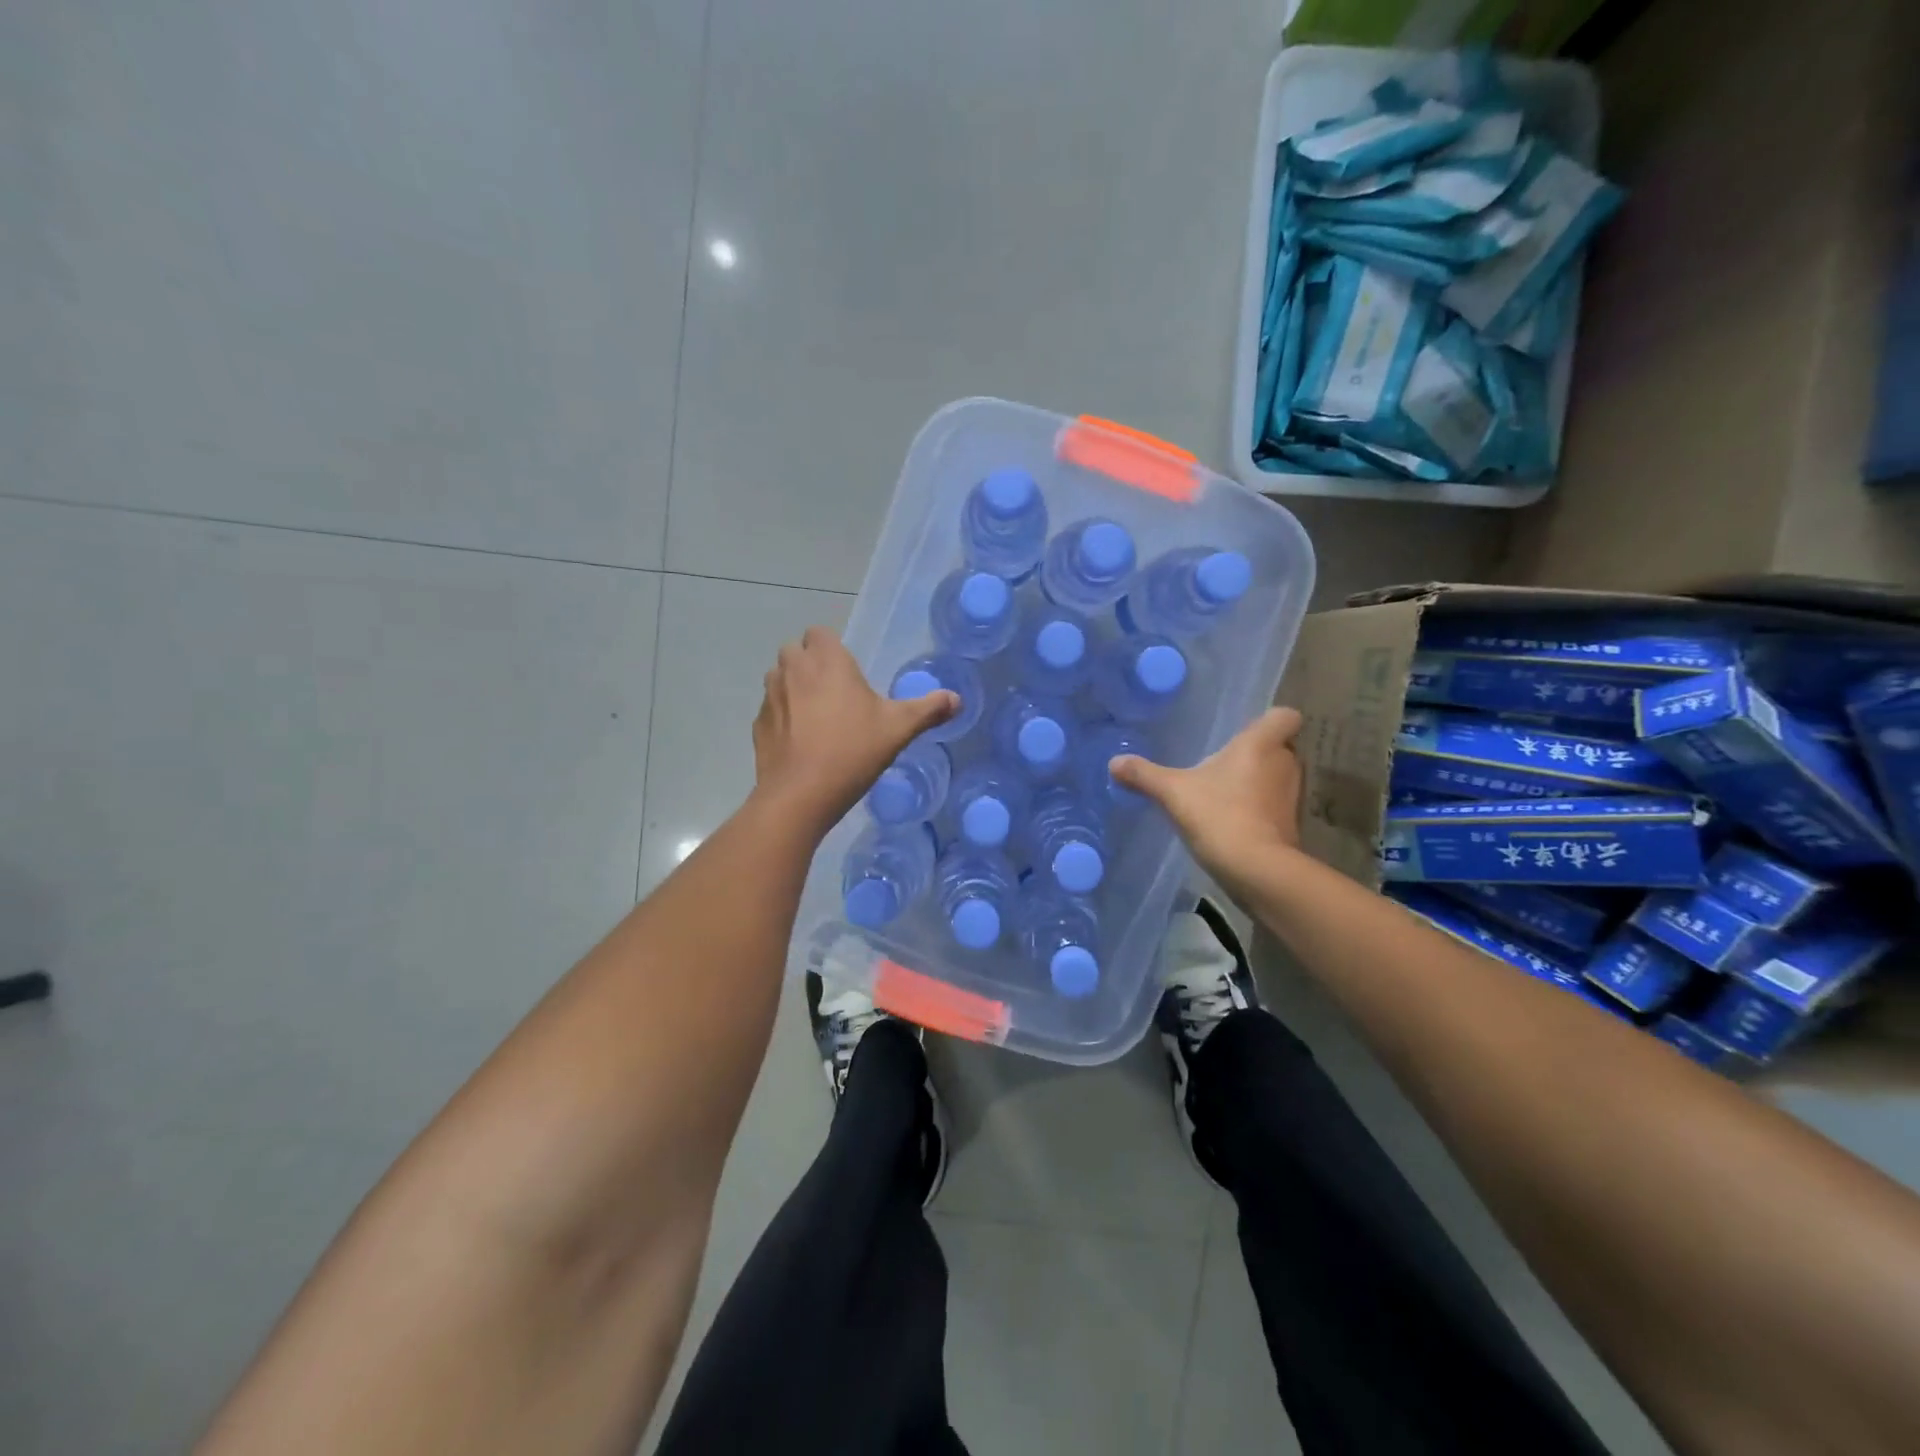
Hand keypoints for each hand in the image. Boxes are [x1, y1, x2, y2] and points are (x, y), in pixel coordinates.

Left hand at [753, 627, 956, 832]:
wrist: (801, 795)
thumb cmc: (853, 751)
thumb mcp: (899, 729)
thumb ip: (928, 710)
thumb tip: (957, 699)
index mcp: (827, 661)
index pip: (819, 632)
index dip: (831, 647)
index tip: (847, 672)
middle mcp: (793, 670)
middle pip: (794, 650)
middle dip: (809, 663)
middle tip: (833, 692)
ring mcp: (770, 697)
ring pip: (778, 678)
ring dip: (792, 687)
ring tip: (815, 716)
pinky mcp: (758, 725)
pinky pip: (770, 710)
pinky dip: (781, 717)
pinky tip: (799, 742)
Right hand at [1110, 707, 1304, 885]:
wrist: (1256, 869)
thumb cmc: (1218, 814)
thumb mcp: (1172, 792)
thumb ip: (1144, 774)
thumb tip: (1114, 762)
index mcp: (1261, 744)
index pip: (1285, 716)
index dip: (1271, 719)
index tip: (1247, 731)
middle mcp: (1284, 763)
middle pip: (1280, 747)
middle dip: (1258, 754)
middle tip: (1226, 763)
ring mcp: (1292, 796)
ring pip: (1278, 777)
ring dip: (1259, 782)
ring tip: (1227, 792)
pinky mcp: (1291, 825)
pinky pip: (1275, 806)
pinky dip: (1261, 809)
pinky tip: (1234, 820)